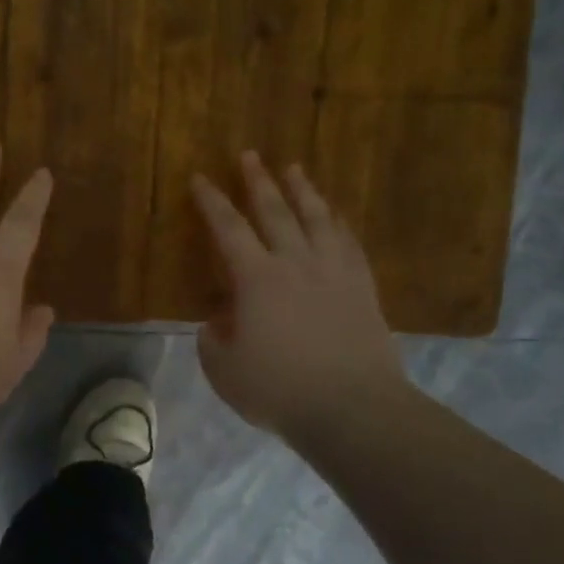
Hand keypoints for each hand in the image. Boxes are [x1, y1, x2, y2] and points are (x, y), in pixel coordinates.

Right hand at [190, 152, 409, 440]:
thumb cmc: (279, 389)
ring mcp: (334, 273)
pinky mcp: (363, 289)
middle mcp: (295, 263)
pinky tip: (336, 215)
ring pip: (317, 219)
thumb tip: (218, 322)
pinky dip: (339, 224)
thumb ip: (212, 340)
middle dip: (258, 181)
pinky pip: (349, 244)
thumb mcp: (224, 370)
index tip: (200, 178)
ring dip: (303, 191)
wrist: (353, 409)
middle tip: (249, 154)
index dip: (211, 202)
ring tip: (294, 169)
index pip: (228, 229)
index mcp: (256, 279)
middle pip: (275, 211)